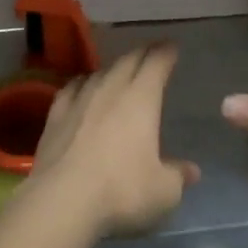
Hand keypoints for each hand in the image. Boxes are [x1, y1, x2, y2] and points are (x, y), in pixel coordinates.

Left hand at [23, 44, 199, 239]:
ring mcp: (80, 98)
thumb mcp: (163, 192)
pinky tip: (82, 87)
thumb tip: (191, 171)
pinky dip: (82, 84)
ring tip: (119, 72)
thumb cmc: (121, 191)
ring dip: (113, 69)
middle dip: (142, 54)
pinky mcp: (56, 114)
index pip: (156, 63)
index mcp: (141, 98)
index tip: (172, 47)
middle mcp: (111, 88)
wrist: (63, 200)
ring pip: (100, 72)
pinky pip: (72, 88)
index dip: (166, 53)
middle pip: (128, 61)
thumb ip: (177, 176)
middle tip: (151, 53)